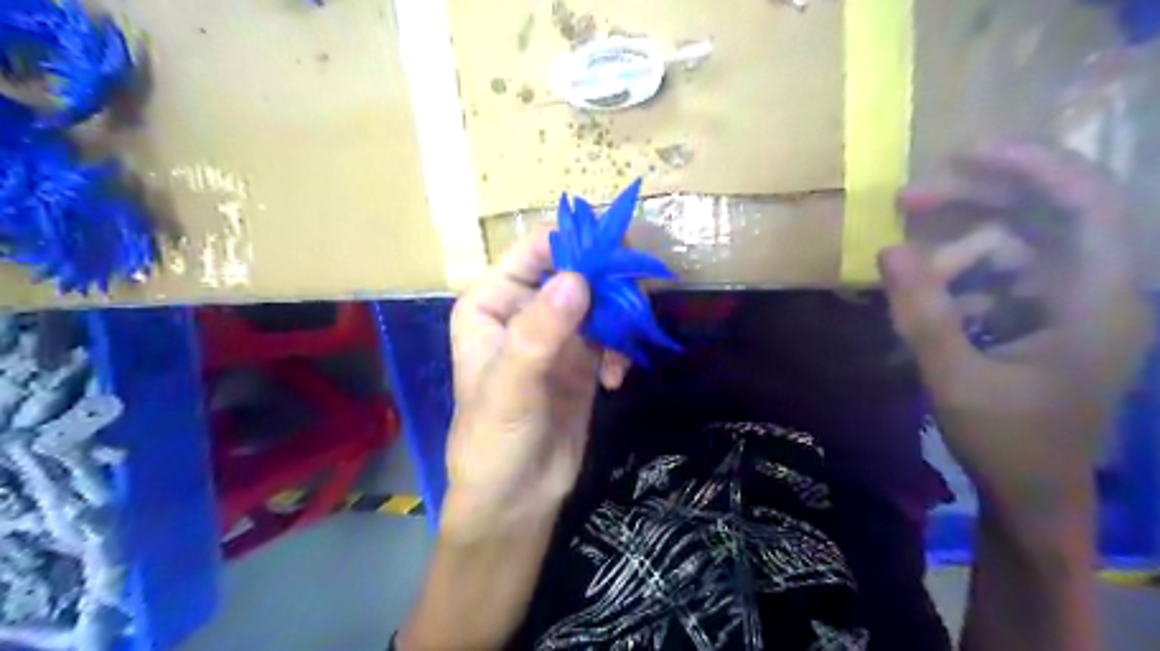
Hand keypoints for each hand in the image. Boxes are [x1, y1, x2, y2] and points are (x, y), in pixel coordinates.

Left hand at [442, 233, 625, 538]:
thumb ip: (539, 334)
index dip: (578, 243)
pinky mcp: (583, 355)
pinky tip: (618, 378)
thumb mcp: (510, 389)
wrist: (516, 498)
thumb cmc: (494, 443)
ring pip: (601, 297)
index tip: (618, 258)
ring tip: (624, 352)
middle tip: (633, 307)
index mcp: (493, 300)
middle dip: (610, 282)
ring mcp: (557, 331)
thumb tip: (577, 279)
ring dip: (621, 316)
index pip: (538, 248)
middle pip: (579, 267)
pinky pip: (612, 330)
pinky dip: (623, 345)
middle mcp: (525, 306)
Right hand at [884, 143, 1154, 529]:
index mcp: (1098, 303)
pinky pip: (1001, 276)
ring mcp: (1069, 305)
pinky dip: (960, 278)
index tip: (966, 154)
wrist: (1034, 492)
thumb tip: (888, 250)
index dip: (1034, 167)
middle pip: (1045, 215)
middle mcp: (1095, 291)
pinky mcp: (1045, 318)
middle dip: (976, 202)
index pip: (1088, 205)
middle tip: (909, 201)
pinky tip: (929, 302)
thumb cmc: (1007, 442)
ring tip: (905, 266)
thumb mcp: (956, 379)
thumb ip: (922, 314)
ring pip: (1015, 245)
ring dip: (958, 247)